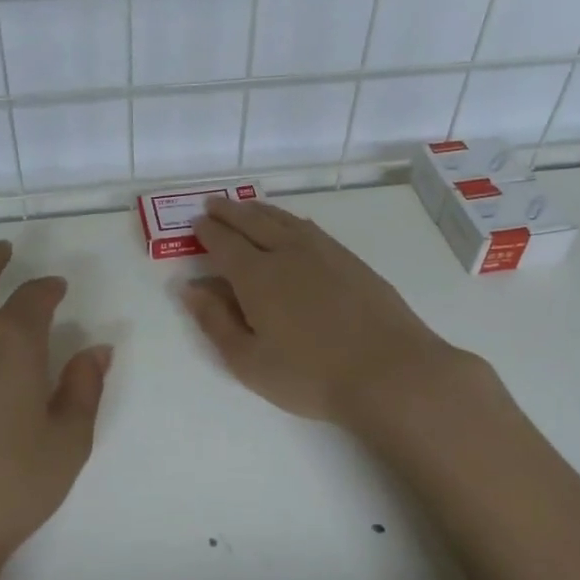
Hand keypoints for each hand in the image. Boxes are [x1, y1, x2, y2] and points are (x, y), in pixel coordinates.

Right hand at [179, 198, 466, 427]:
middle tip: (213, 204)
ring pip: (282, 219)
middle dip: (228, 211)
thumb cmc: (311, 375)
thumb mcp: (249, 361)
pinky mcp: (349, 259)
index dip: (207, 231)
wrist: (390, 372)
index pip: (224, 242)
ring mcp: (322, 251)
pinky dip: (289, 219)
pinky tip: (291, 225)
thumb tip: (189, 287)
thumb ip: (215, 321)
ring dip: (258, 210)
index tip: (196, 223)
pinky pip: (309, 227)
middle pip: (251, 221)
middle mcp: (286, 252)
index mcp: (256, 276)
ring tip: (246, 207)